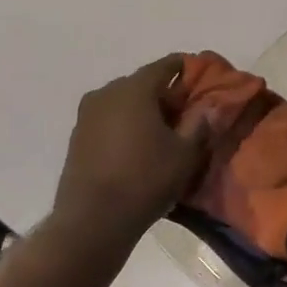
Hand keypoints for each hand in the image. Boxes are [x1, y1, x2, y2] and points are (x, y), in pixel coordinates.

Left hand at [54, 55, 210, 242]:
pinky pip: (108, 119)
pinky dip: (124, 124)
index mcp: (135, 89)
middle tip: (184, 111)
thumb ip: (199, 124)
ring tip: (161, 131)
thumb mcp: (185, 154)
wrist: (93, 219)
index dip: (184, 68)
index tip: (199, 74)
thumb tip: (210, 106)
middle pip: (142, 83)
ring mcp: (87, 114)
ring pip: (122, 102)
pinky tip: (136, 146)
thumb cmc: (145, 180)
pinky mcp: (77, 136)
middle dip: (164, 93)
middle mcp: (107, 93)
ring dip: (142, 110)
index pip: (165, 66)